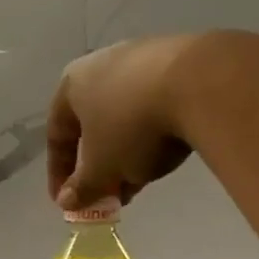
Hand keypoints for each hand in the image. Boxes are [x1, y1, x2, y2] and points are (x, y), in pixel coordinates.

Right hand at [48, 31, 258, 208]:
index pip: (57, 135)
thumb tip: (67, 202)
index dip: (59, 174)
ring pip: (124, 115)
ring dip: (125, 152)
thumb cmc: (132, 127)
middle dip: (98, 164)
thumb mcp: (102, 169)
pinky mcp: (179, 58)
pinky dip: (152, 132)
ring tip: (139, 180)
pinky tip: (165, 153)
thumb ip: (82, 188)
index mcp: (72, 84)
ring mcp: (142, 56)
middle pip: (92, 124)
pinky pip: (154, 103)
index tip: (69, 202)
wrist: (201, 83)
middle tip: (107, 193)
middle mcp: (102, 63)